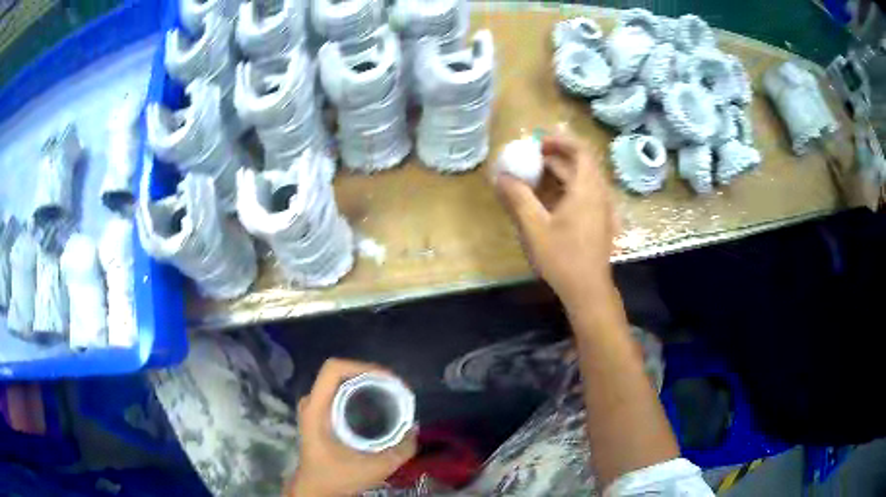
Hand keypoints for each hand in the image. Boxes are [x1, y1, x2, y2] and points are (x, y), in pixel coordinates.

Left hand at [287, 359, 416, 496]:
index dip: (363, 367)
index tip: (389, 381)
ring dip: (366, 383)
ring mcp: (313, 406)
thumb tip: (414, 427)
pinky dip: (360, 392)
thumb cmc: (338, 477)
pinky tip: (376, 404)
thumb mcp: (375, 469)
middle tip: (397, 390)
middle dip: (371, 376)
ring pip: (341, 381)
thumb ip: (401, 450)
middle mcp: (312, 401)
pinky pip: (339, 391)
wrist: (316, 489)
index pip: (334, 368)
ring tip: (390, 395)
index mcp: (316, 409)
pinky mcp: (319, 413)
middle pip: (340, 372)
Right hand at [495, 134, 615, 307]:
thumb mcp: (535, 227)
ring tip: (536, 175)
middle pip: (582, 164)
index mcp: (587, 190)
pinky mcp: (600, 222)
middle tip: (532, 157)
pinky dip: (568, 188)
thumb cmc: (563, 257)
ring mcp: (602, 209)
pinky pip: (586, 194)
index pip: (581, 151)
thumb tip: (501, 176)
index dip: (560, 141)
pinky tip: (550, 199)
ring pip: (584, 180)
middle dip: (557, 156)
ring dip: (562, 173)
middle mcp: (599, 194)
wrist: (588, 290)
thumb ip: (518, 197)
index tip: (539, 142)